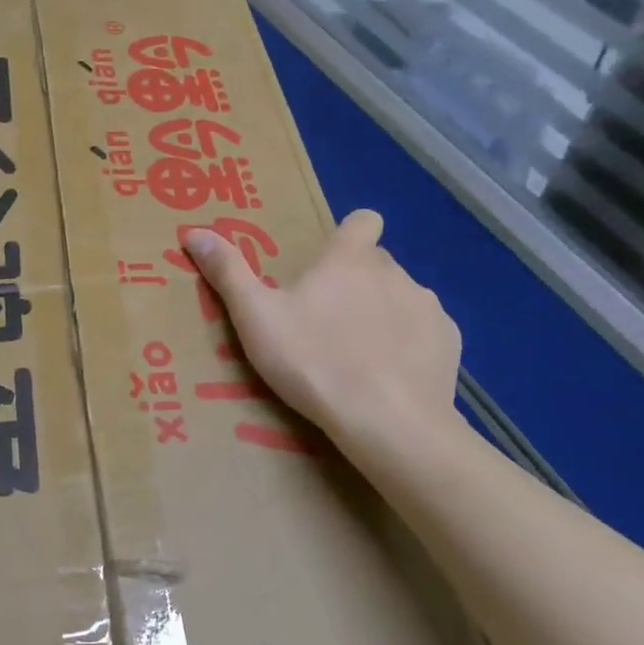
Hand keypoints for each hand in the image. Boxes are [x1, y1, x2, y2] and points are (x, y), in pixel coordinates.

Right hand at [186, 210, 463, 478]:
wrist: (388, 424)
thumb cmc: (314, 362)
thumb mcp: (256, 318)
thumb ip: (228, 272)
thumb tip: (194, 231)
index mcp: (349, 260)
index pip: (363, 221)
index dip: (349, 234)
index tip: (330, 262)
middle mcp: (395, 273)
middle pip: (377, 263)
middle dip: (356, 281)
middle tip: (326, 320)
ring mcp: (427, 308)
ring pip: (402, 297)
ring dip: (384, 313)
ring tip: (358, 354)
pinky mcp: (449, 344)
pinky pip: (426, 332)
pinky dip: (409, 344)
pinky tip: (390, 376)